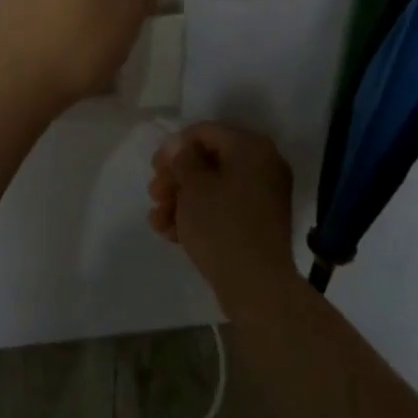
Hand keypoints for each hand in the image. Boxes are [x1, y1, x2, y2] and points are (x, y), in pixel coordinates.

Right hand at [148, 123, 296, 302]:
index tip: (155, 167)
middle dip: (176, 177)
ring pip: (213, 187)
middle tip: (154, 194)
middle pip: (209, 160)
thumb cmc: (221, 225)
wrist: (257, 286)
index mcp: (251, 147)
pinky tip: (171, 233)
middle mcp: (262, 165)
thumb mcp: (194, 187)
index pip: (206, 132)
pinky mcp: (257, 223)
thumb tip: (180, 145)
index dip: (175, 146)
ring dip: (181, 199)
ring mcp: (262, 196)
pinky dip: (199, 216)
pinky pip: (224, 208)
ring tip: (157, 220)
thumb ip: (183, 159)